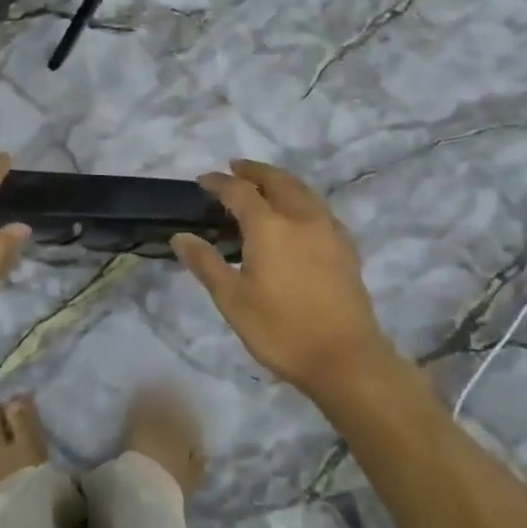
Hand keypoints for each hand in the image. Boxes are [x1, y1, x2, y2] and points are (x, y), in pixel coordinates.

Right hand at [172, 160, 392, 397]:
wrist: (346, 359)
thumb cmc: (281, 330)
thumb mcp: (232, 300)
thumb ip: (206, 264)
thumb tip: (180, 237)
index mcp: (269, 227)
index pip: (239, 192)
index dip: (219, 182)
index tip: (203, 180)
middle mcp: (301, 218)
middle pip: (277, 180)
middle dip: (254, 171)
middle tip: (236, 168)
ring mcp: (328, 230)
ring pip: (303, 190)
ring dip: (280, 180)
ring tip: (265, 184)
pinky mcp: (346, 247)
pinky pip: (320, 208)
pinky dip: (302, 199)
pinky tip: (300, 214)